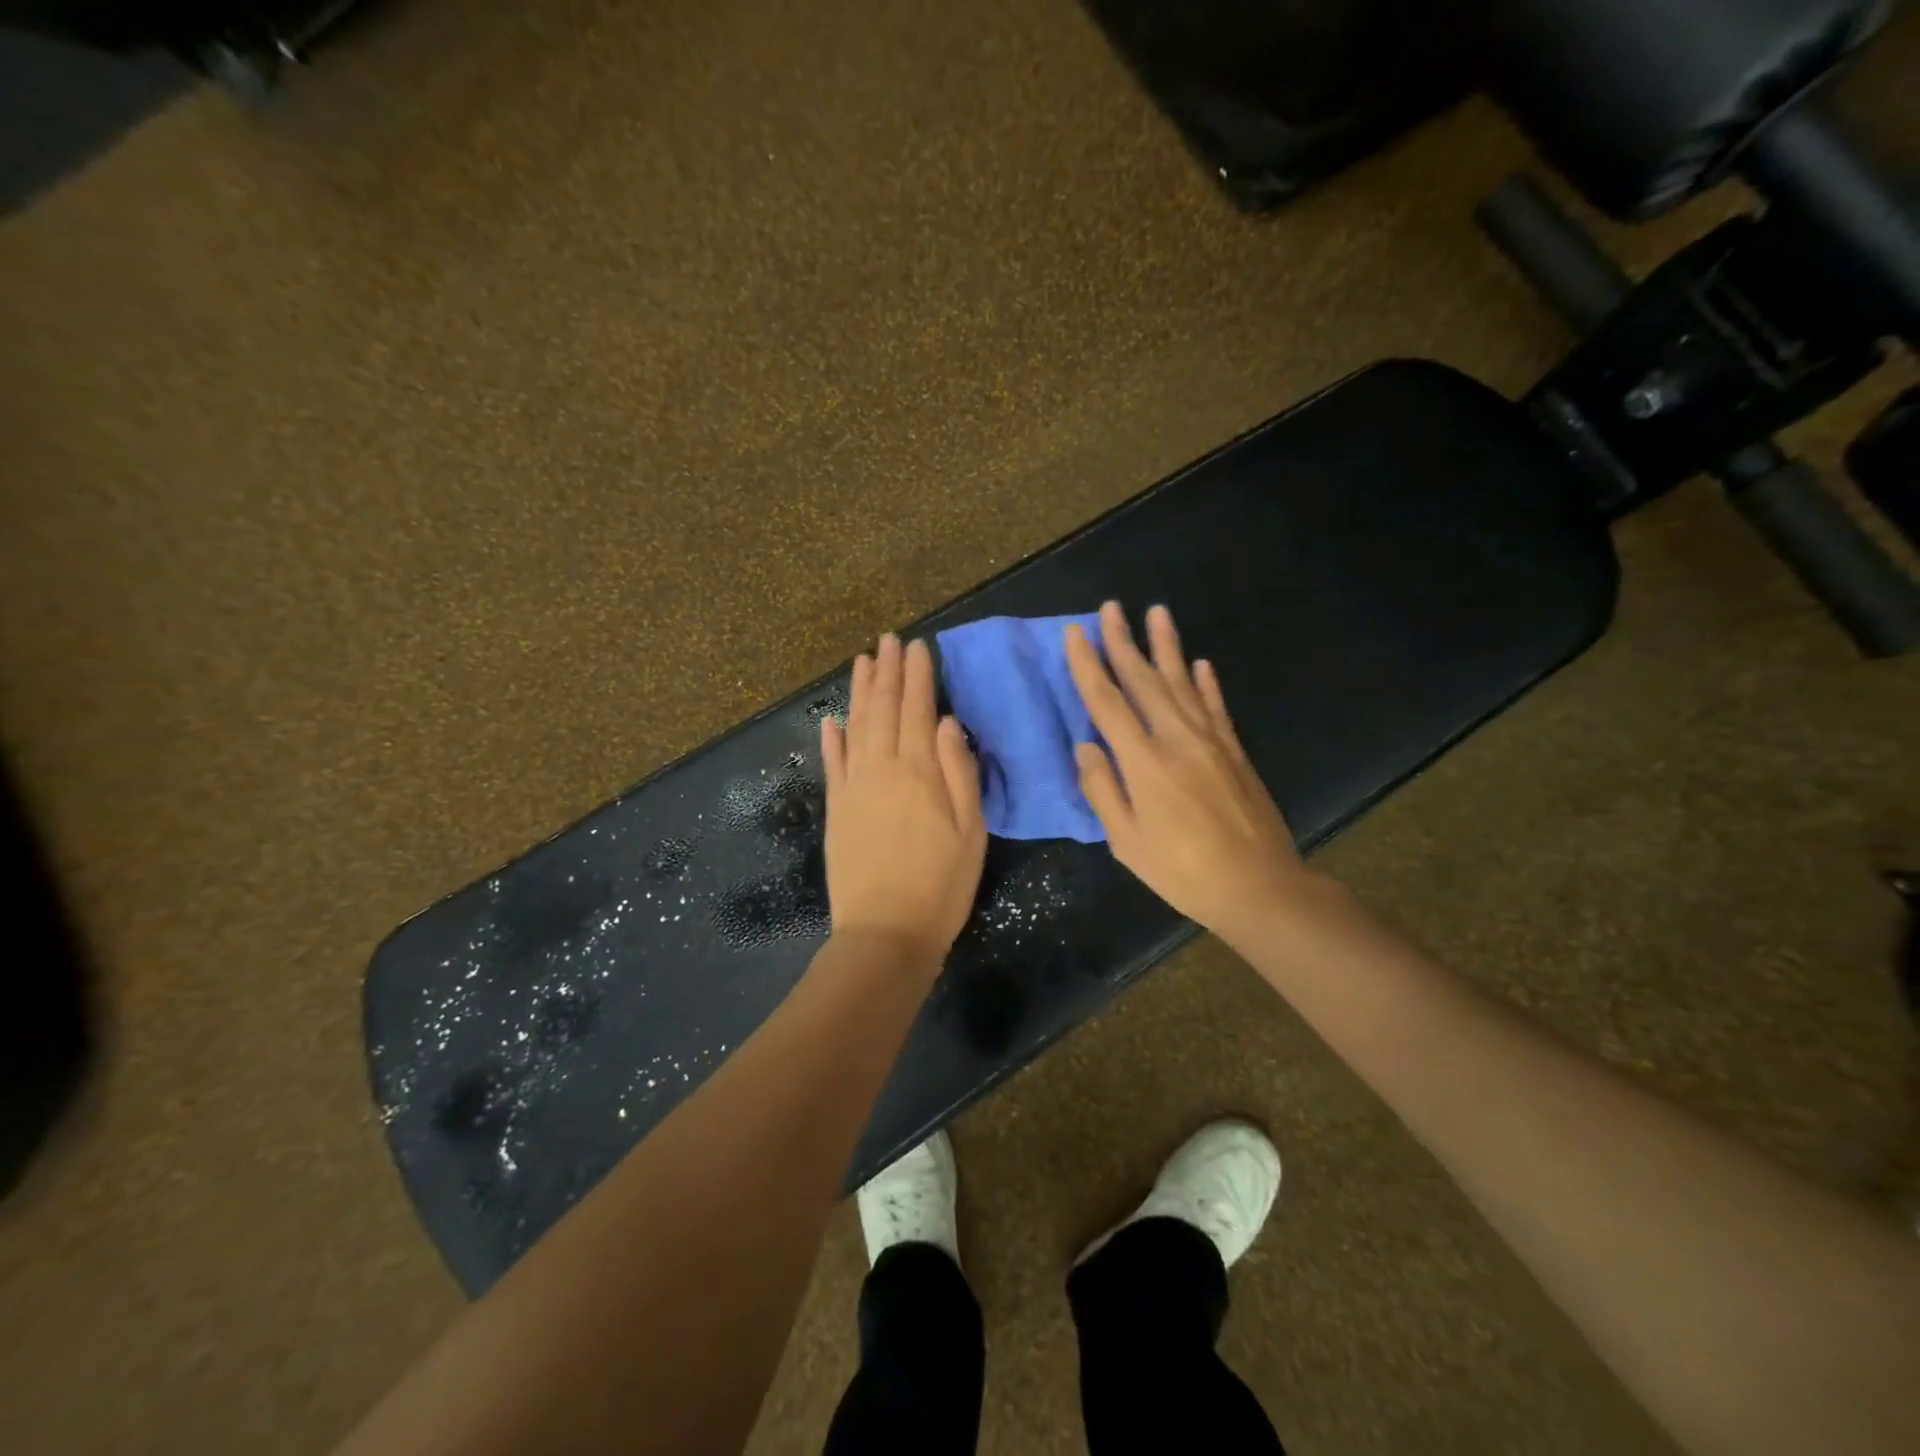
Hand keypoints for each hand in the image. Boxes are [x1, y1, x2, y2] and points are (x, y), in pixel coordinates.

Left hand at [821, 634, 987, 965]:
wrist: (885, 932)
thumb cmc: (941, 884)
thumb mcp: (971, 831)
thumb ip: (958, 772)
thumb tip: (946, 722)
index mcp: (918, 772)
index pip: (917, 710)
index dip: (918, 677)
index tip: (918, 647)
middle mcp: (881, 769)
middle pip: (883, 710)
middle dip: (887, 672)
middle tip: (888, 639)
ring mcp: (853, 788)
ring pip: (855, 727)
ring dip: (859, 693)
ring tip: (863, 661)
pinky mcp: (836, 810)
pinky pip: (832, 764)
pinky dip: (832, 739)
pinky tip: (831, 721)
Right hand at [1065, 601, 1320, 944]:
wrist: (1260, 887)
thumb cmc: (1183, 872)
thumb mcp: (1127, 842)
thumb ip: (1103, 791)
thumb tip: (1085, 747)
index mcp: (1145, 763)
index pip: (1108, 703)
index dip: (1088, 666)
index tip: (1076, 633)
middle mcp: (1178, 740)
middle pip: (1145, 681)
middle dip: (1124, 642)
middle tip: (1111, 607)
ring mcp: (1211, 742)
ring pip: (1183, 683)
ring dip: (1167, 646)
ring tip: (1157, 612)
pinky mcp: (1235, 751)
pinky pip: (1216, 706)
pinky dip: (1206, 682)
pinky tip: (1200, 662)